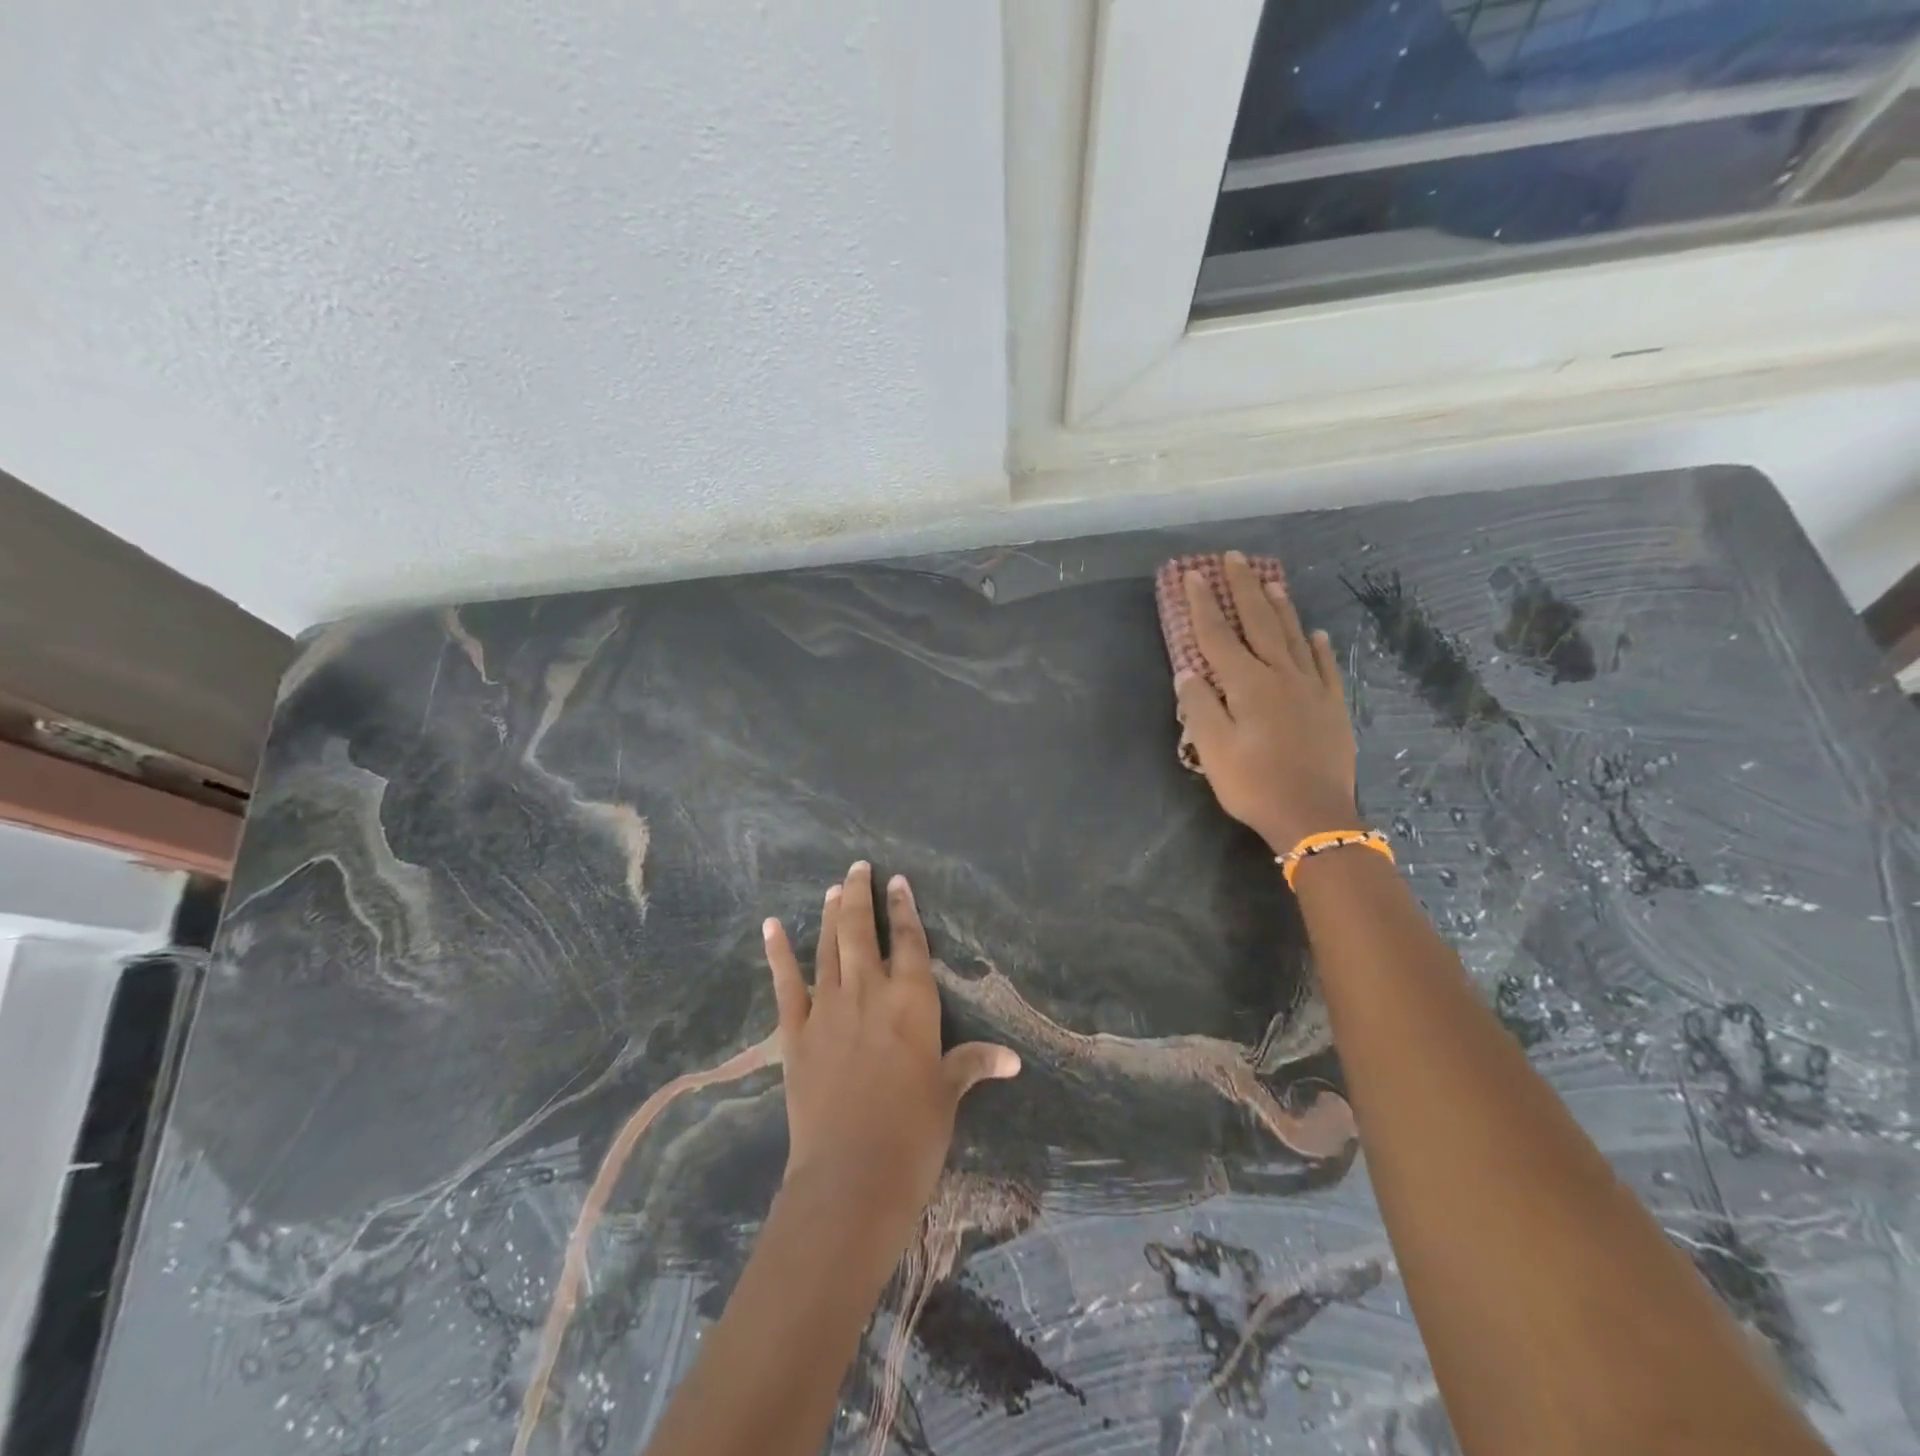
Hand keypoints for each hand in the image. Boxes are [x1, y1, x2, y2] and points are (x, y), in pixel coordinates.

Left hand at [762, 862, 1020, 1232]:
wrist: (851, 1175)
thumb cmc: (912, 1133)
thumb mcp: (947, 1094)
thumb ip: (973, 1064)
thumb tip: (1012, 1059)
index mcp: (911, 1001)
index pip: (909, 940)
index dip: (903, 908)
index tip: (898, 881)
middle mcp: (869, 991)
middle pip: (860, 930)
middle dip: (859, 895)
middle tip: (858, 868)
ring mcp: (828, 1007)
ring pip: (827, 946)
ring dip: (828, 914)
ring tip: (831, 888)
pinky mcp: (796, 1031)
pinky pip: (785, 983)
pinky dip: (777, 952)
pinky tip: (770, 926)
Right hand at [1175, 552, 1361, 854]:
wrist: (1314, 816)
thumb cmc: (1254, 784)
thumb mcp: (1213, 749)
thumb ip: (1199, 706)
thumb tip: (1188, 671)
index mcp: (1247, 684)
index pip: (1219, 635)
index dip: (1204, 605)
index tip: (1193, 576)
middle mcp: (1281, 675)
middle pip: (1260, 623)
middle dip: (1244, 589)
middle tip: (1235, 559)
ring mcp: (1311, 689)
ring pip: (1294, 636)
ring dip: (1280, 606)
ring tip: (1271, 581)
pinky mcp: (1331, 706)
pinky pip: (1325, 666)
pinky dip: (1318, 646)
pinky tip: (1316, 633)